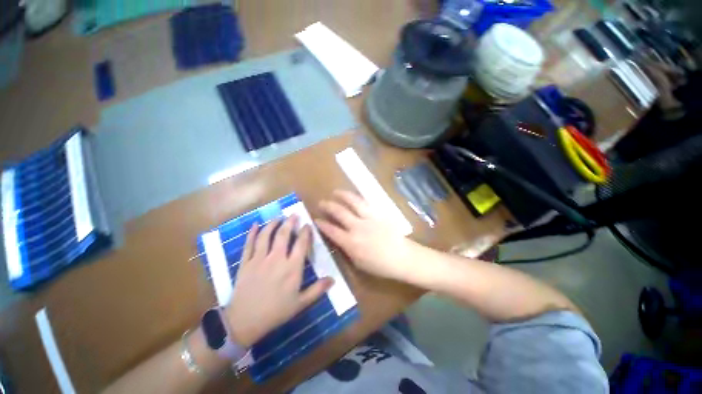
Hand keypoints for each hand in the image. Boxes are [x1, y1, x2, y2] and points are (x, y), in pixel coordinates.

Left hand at [224, 216, 333, 346]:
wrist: (244, 322)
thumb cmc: (276, 312)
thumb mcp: (300, 303)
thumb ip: (318, 289)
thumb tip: (333, 280)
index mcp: (292, 267)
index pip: (301, 244)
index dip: (305, 232)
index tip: (308, 225)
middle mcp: (276, 259)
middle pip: (284, 234)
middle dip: (290, 222)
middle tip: (294, 215)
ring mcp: (259, 259)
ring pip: (266, 235)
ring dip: (273, 224)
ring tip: (278, 217)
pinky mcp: (245, 262)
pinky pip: (248, 244)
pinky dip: (252, 233)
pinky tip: (255, 225)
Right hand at [315, 190, 415, 281]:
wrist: (402, 256)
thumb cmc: (380, 265)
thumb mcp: (358, 262)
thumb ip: (347, 249)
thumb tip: (339, 239)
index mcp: (351, 242)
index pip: (331, 230)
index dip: (322, 224)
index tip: (316, 219)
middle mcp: (357, 227)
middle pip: (339, 212)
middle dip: (328, 206)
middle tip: (322, 202)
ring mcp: (369, 218)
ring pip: (353, 202)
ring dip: (342, 195)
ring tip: (335, 192)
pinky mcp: (378, 213)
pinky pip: (366, 202)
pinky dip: (357, 198)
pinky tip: (353, 196)